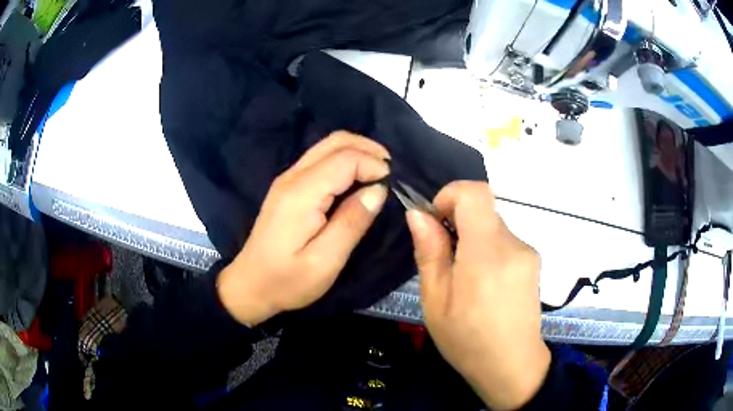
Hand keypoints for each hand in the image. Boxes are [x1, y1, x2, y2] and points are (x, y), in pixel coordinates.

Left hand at [218, 131, 389, 325]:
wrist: (250, 284)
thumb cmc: (287, 280)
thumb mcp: (325, 261)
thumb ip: (352, 222)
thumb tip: (378, 190)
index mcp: (302, 193)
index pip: (345, 159)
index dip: (374, 165)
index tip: (393, 185)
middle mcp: (293, 176)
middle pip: (335, 141)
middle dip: (368, 149)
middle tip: (391, 172)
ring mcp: (288, 179)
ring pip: (327, 146)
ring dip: (357, 152)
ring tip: (379, 173)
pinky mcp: (288, 187)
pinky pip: (320, 159)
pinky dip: (344, 161)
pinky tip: (357, 179)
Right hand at [406, 181, 549, 409]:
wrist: (512, 366)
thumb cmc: (467, 341)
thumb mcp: (436, 301)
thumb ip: (430, 252)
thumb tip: (418, 213)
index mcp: (487, 254)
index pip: (475, 193)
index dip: (450, 195)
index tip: (436, 221)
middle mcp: (514, 244)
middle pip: (482, 210)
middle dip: (457, 223)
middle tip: (443, 260)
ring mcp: (528, 252)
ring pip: (492, 226)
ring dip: (472, 240)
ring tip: (463, 279)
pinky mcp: (534, 261)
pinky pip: (504, 241)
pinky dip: (488, 250)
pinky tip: (483, 285)